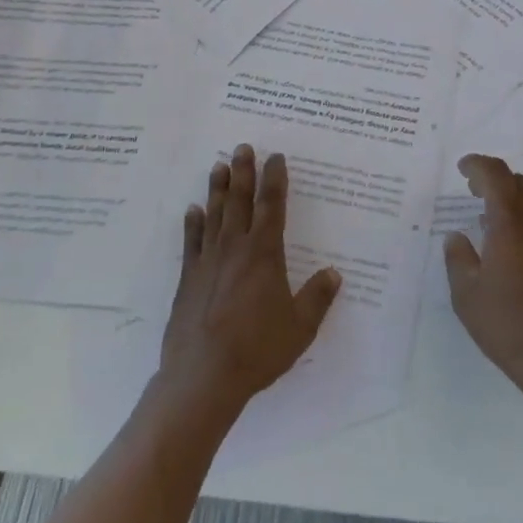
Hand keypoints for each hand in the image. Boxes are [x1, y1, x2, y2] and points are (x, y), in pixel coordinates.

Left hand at [158, 146, 341, 418]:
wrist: (203, 376)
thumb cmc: (257, 350)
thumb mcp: (300, 327)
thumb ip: (317, 298)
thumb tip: (334, 273)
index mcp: (264, 253)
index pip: (272, 206)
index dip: (274, 178)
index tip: (275, 156)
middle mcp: (235, 248)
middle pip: (239, 200)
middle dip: (243, 171)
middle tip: (242, 147)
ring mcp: (208, 261)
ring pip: (214, 214)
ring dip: (217, 188)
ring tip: (218, 166)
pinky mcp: (188, 279)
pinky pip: (191, 242)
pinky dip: (192, 223)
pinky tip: (192, 211)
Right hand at [444, 154, 522, 399]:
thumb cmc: (509, 326)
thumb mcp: (467, 295)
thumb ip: (458, 258)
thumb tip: (457, 237)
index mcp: (511, 224)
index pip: (496, 175)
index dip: (477, 164)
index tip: (462, 168)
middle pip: (518, 182)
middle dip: (494, 178)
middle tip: (472, 190)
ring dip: (511, 198)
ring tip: (488, 218)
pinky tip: (512, 245)